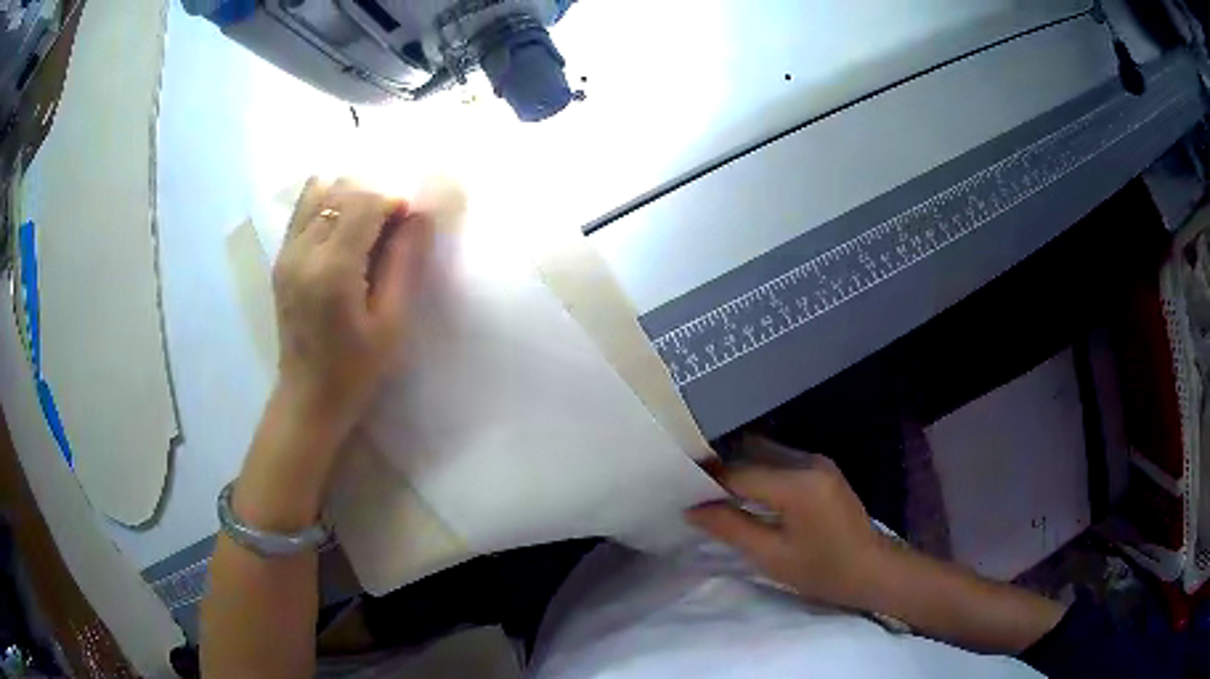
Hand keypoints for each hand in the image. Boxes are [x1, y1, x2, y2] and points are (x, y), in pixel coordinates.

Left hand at [272, 177, 432, 432]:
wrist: (308, 397)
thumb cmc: (356, 369)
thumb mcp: (392, 322)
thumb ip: (405, 262)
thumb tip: (420, 215)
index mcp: (333, 270)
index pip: (365, 203)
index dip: (394, 204)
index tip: (410, 227)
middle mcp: (303, 251)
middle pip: (342, 191)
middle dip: (374, 199)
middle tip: (390, 233)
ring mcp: (287, 252)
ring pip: (320, 191)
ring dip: (350, 199)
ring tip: (365, 229)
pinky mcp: (280, 257)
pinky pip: (303, 208)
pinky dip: (327, 204)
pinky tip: (342, 230)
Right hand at [687, 447, 885, 611]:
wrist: (872, 569)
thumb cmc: (823, 571)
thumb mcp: (771, 556)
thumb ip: (730, 528)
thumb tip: (691, 509)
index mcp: (797, 484)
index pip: (738, 471)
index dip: (706, 479)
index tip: (677, 488)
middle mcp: (808, 461)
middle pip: (751, 452)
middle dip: (720, 468)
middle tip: (691, 489)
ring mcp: (818, 461)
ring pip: (765, 453)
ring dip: (739, 468)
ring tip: (713, 492)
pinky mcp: (822, 468)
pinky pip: (781, 460)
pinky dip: (758, 472)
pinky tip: (745, 493)